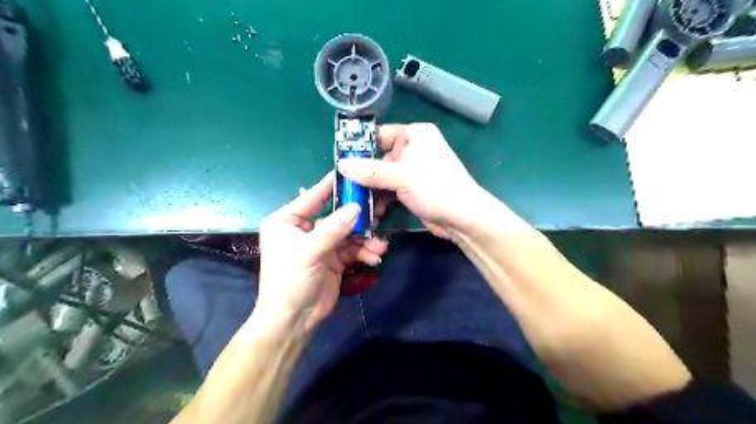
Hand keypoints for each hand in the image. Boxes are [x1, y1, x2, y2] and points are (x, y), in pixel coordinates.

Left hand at [259, 171, 388, 331]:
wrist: (294, 320)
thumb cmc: (289, 282)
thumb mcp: (308, 253)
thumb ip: (332, 229)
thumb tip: (356, 207)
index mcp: (287, 221)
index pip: (312, 197)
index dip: (332, 185)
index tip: (352, 171)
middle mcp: (305, 228)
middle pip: (336, 215)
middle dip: (358, 218)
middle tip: (379, 212)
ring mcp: (321, 243)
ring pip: (349, 233)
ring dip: (366, 239)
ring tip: (380, 246)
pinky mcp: (334, 258)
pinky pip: (353, 249)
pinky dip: (365, 252)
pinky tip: (375, 257)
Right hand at [341, 123, 480, 237]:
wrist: (463, 218)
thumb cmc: (435, 188)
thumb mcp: (400, 176)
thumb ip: (369, 170)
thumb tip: (340, 165)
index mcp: (416, 135)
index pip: (380, 134)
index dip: (361, 146)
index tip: (341, 160)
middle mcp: (415, 149)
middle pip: (380, 158)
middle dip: (364, 174)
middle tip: (346, 186)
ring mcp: (414, 170)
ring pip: (384, 176)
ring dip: (372, 189)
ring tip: (358, 202)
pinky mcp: (414, 188)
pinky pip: (391, 189)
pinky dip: (382, 197)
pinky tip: (372, 210)